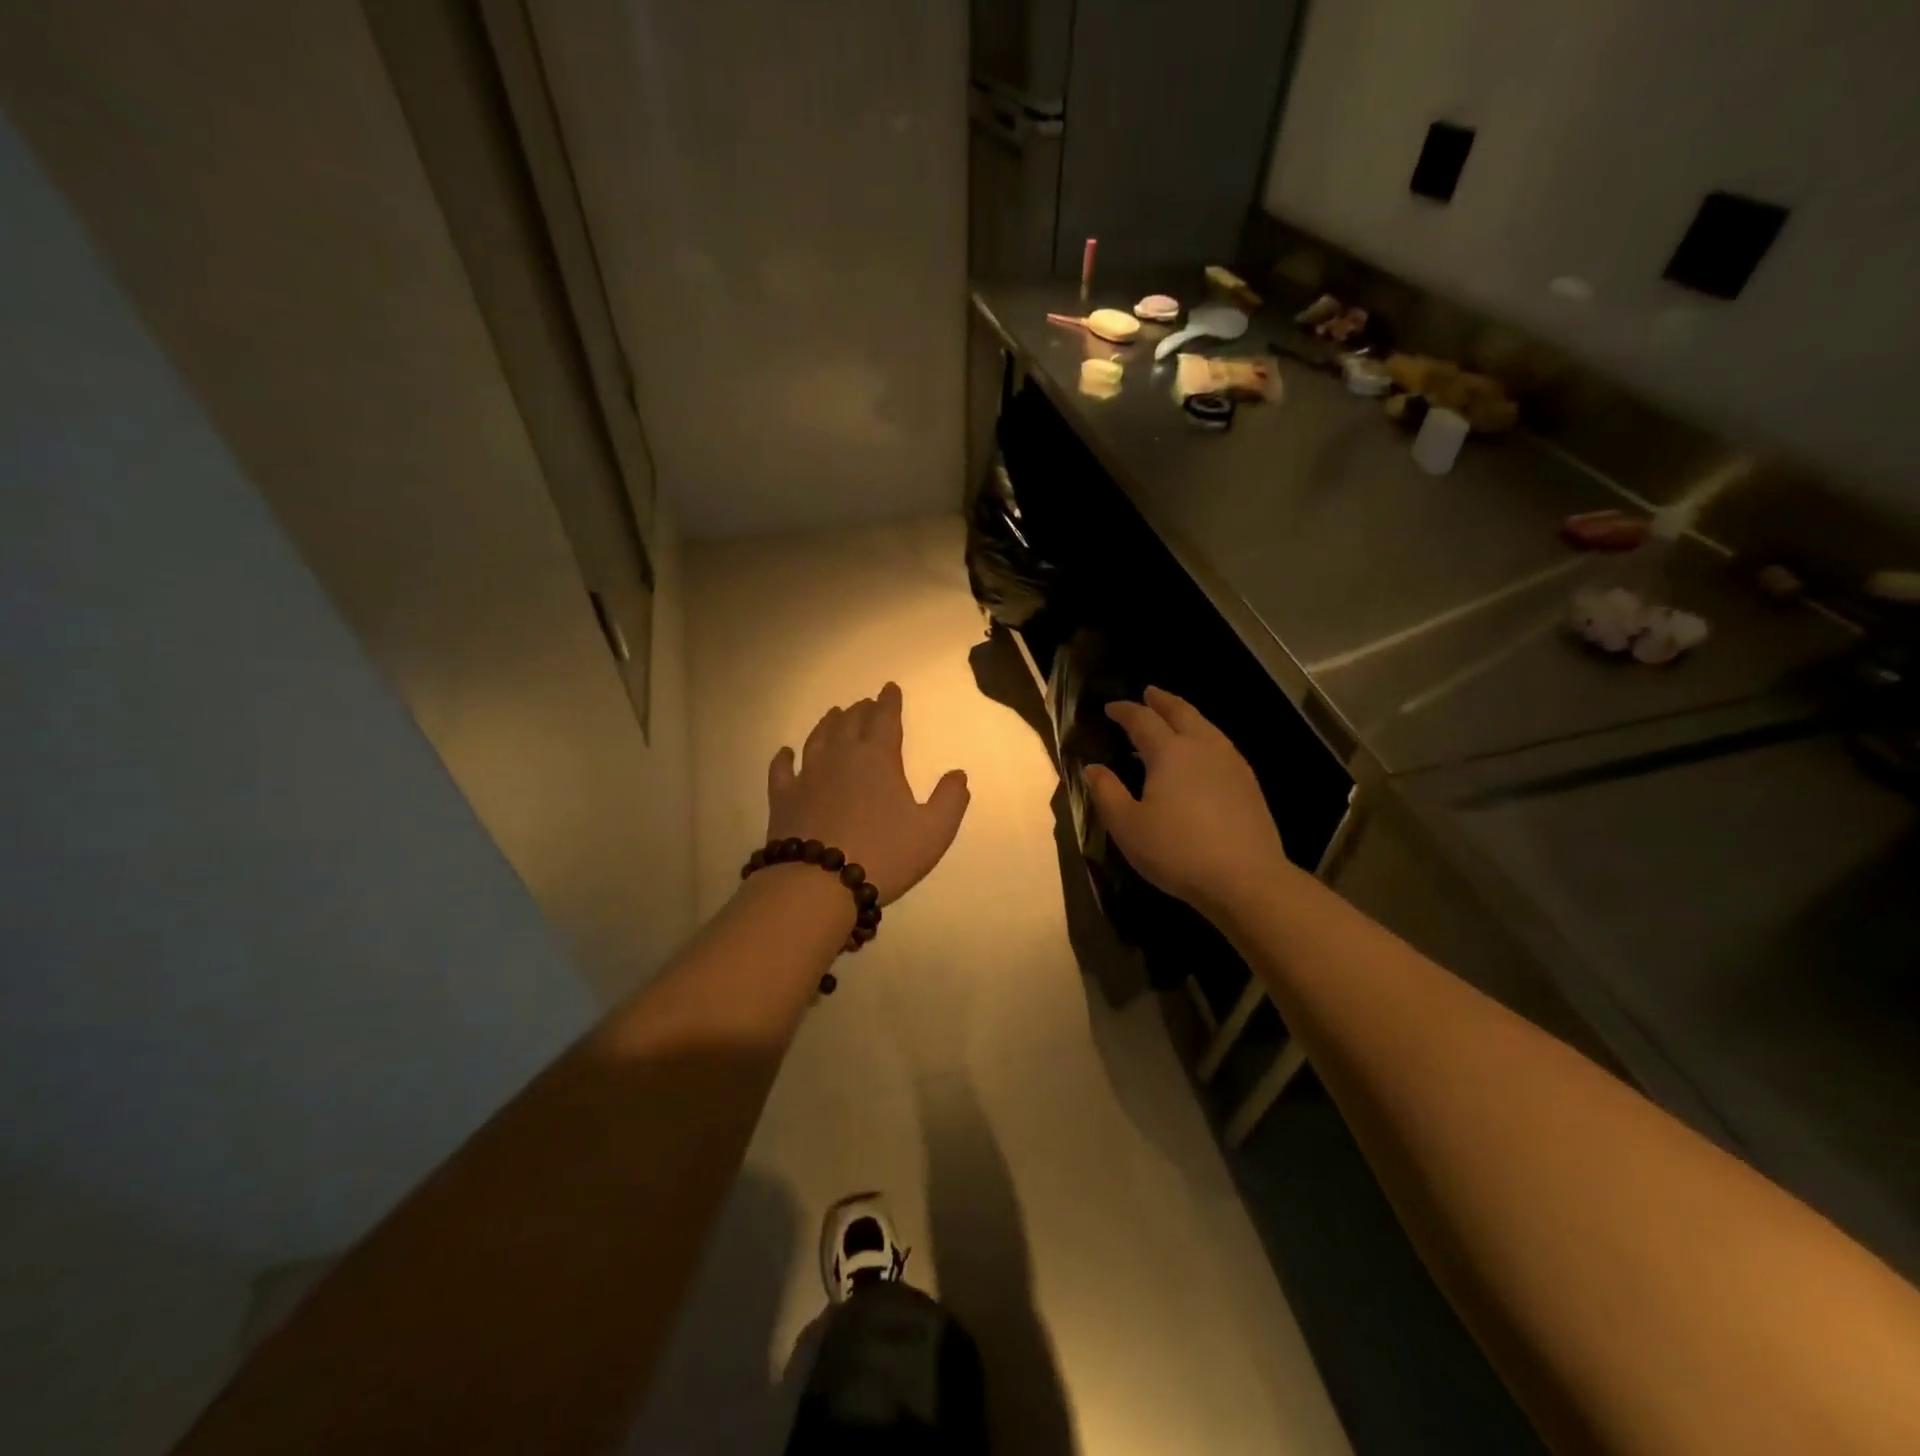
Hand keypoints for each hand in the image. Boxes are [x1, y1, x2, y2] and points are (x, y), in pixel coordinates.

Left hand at [767, 682, 969, 905]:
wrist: (819, 883)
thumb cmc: (884, 854)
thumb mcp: (934, 831)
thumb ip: (950, 799)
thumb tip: (958, 774)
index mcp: (878, 759)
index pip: (885, 720)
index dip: (889, 702)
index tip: (889, 688)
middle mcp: (840, 757)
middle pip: (850, 724)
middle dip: (861, 710)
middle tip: (865, 703)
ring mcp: (808, 776)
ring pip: (818, 739)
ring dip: (828, 724)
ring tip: (834, 714)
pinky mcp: (783, 798)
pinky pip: (782, 770)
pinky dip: (784, 758)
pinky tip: (785, 752)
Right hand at [1083, 687, 1291, 914]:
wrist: (1245, 878)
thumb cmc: (1177, 851)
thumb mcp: (1128, 826)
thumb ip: (1107, 792)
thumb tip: (1093, 767)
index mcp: (1169, 752)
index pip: (1142, 720)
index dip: (1125, 711)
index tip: (1111, 708)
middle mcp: (1202, 746)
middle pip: (1181, 712)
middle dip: (1162, 701)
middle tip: (1149, 693)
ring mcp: (1231, 763)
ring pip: (1206, 726)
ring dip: (1186, 716)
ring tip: (1175, 718)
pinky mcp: (1249, 783)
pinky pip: (1221, 745)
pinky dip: (1204, 737)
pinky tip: (1203, 754)